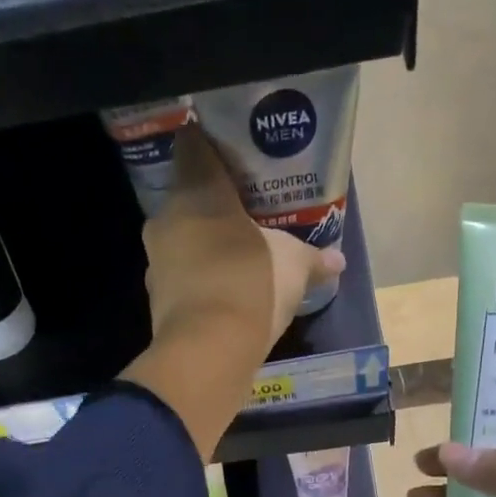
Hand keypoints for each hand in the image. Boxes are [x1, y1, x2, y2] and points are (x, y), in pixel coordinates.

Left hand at [121, 125, 343, 458]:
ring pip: (181, 240)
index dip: (211, 145)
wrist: (209, 351)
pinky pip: (182, 277)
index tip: (232, 154)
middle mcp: (167, 219)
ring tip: (236, 253)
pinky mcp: (157, 300)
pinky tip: (224, 290)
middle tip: (244, 211)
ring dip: (203, 245)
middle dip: (213, 203)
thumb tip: (338, 260)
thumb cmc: (251, 283)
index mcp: (196, 190)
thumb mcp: (293, 265)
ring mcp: (156, 262)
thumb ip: (313, 258)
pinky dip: (199, 280)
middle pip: (187, 198)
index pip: (193, 146)